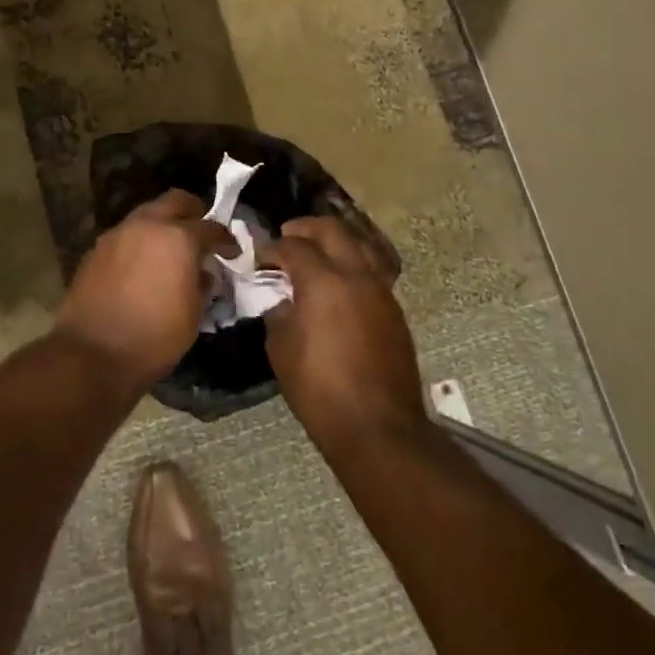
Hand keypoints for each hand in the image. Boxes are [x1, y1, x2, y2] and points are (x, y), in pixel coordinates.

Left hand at [57, 190, 235, 390]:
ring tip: (170, 250)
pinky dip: (140, 243)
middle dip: (192, 212)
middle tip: (201, 231)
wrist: (92, 354)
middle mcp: (146, 225)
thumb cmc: (154, 338)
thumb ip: (201, 285)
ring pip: (146, 215)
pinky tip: (143, 266)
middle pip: (175, 201)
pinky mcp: (95, 250)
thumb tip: (202, 273)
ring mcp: (117, 234)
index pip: (210, 227)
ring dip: (162, 226)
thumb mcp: (193, 315)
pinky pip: (126, 236)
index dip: (226, 239)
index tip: (232, 251)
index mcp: (178, 238)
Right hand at [261, 217, 427, 453]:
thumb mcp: (281, 350)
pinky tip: (339, 282)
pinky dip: (353, 263)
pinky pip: (373, 269)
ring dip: (335, 241)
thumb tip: (282, 300)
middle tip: (287, 237)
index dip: (272, 248)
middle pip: (332, 229)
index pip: (293, 247)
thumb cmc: (320, 390)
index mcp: (323, 281)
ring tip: (317, 252)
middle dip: (305, 228)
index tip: (260, 259)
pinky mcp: (394, 309)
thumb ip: (278, 314)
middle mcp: (355, 275)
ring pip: (360, 244)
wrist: (377, 426)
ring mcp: (381, 290)